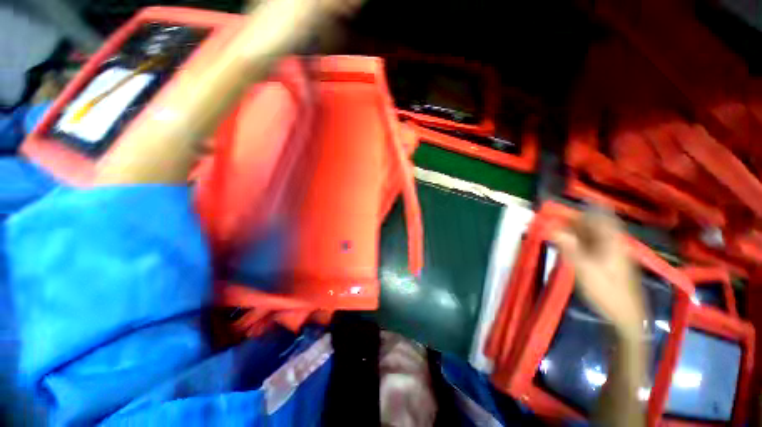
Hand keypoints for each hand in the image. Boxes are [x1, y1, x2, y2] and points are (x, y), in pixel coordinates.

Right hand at [553, 208, 644, 337]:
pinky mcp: (609, 261)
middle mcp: (613, 243)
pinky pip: (593, 244)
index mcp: (611, 241)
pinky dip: (579, 240)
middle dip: (574, 218)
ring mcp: (612, 252)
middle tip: (554, 218)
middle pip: (595, 223)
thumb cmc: (606, 292)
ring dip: (575, 229)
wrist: (626, 317)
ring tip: (556, 229)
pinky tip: (569, 244)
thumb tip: (552, 228)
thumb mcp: (584, 270)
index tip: (568, 203)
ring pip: (593, 234)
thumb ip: (568, 247)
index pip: (600, 215)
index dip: (585, 206)